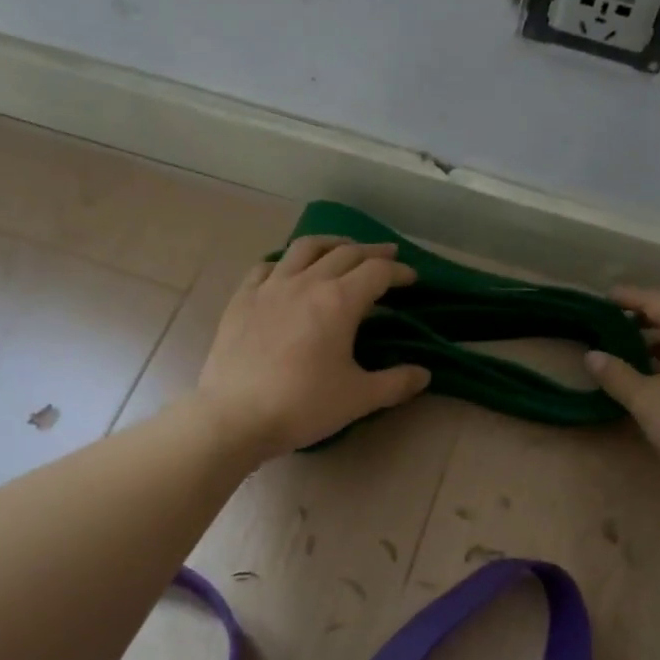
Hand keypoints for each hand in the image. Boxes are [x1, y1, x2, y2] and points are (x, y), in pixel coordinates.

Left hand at [195, 236, 432, 459]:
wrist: (235, 416)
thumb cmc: (302, 406)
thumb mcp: (358, 398)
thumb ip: (396, 382)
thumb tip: (424, 374)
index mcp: (339, 301)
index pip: (378, 272)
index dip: (399, 271)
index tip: (412, 278)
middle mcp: (306, 282)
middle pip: (345, 252)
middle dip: (372, 252)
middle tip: (387, 256)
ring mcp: (270, 286)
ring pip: (305, 248)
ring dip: (331, 243)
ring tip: (342, 249)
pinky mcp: (242, 298)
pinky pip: (267, 266)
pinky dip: (286, 262)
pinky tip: (289, 272)